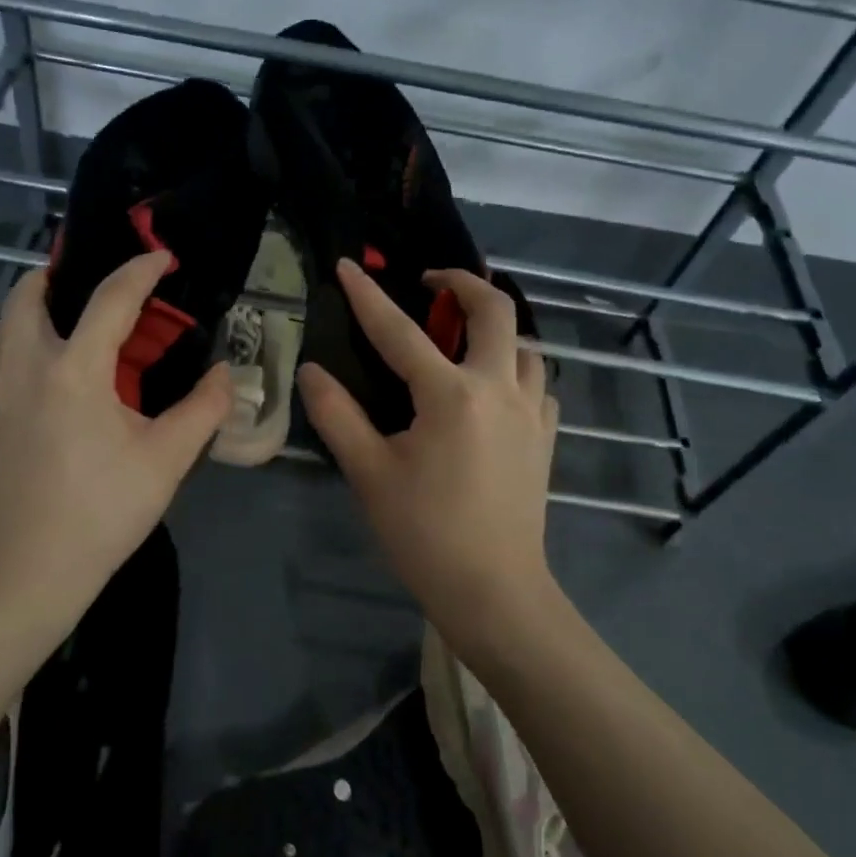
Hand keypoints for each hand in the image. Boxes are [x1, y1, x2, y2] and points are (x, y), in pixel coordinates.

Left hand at [0, 251, 231, 628]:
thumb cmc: (100, 513)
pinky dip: (20, 339)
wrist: (23, 572)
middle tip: (96, 282)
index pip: (110, 299)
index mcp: (74, 369)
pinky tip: (49, 371)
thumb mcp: (165, 461)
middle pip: (29, 294)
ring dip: (33, 305)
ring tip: (68, 318)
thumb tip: (227, 374)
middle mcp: (25, 366)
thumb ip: (203, 410)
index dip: (140, 271)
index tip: (162, 259)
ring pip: (3, 323)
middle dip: (61, 274)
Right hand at [298, 261, 559, 649]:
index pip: (400, 332)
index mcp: (450, 396)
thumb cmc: (424, 533)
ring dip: (495, 327)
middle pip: (494, 311)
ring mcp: (531, 413)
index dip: (367, 297)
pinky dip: (516, 369)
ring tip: (463, 336)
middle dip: (463, 282)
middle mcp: (498, 389)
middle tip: (431, 283)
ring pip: (525, 345)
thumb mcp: (369, 473)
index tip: (347, 266)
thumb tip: (310, 370)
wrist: (494, 590)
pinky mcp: (545, 437)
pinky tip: (494, 388)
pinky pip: (537, 384)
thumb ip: (337, 415)